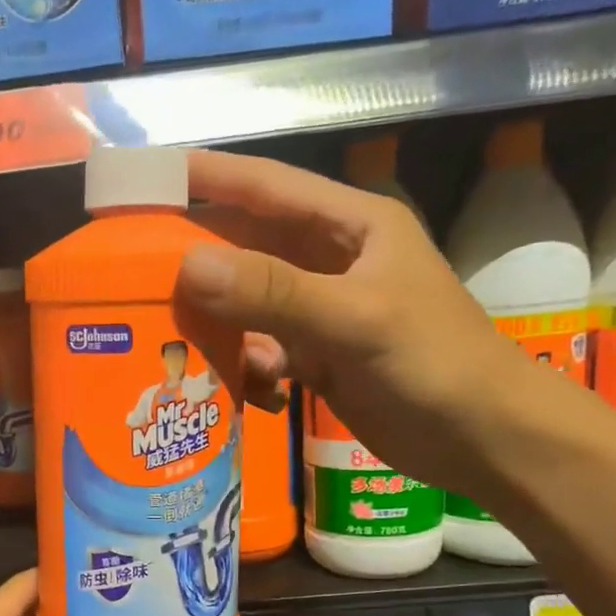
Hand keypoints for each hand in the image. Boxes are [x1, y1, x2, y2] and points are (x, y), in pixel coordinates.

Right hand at [176, 149, 531, 489]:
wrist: (482, 439)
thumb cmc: (433, 363)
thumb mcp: (354, 319)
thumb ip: (273, 291)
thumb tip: (186, 266)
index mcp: (351, 226)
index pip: (268, 187)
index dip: (209, 177)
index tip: (148, 175)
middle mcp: (330, 260)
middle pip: (248, 246)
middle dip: (196, 255)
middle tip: (132, 265)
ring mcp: (322, 310)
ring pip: (249, 302)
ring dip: (215, 318)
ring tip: (167, 332)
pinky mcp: (318, 355)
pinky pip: (261, 348)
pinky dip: (244, 364)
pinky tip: (239, 386)